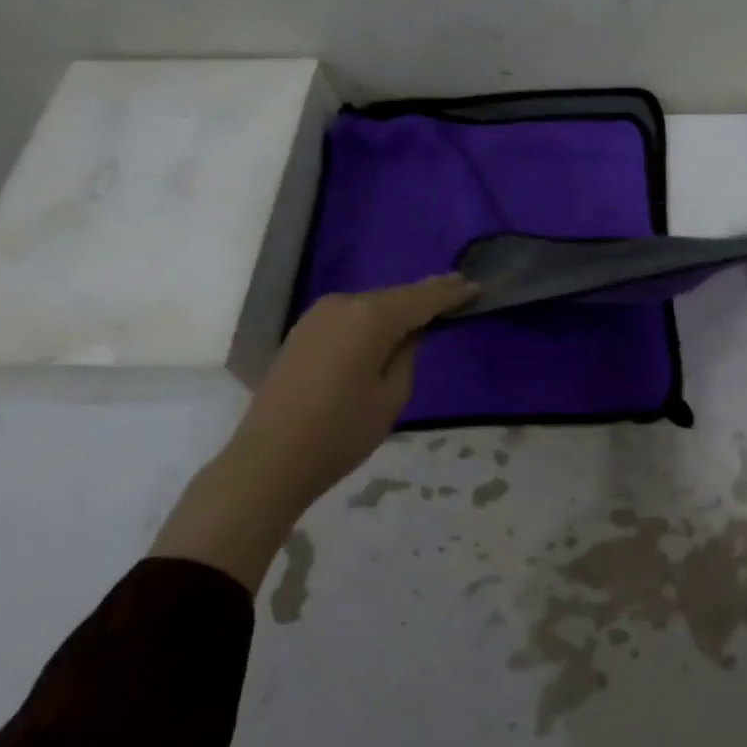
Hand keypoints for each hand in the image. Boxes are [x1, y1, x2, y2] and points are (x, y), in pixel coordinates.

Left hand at [152, 274, 475, 587]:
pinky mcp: (303, 330)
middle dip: (428, 296)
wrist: (269, 460)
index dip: (452, 293)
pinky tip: (387, 328)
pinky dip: (373, 318)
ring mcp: (318, 315)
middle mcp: (344, 303)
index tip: (478, 286)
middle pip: (397, 296)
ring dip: (399, 308)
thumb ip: (408, 354)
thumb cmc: (340, 432)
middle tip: (460, 293)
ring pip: (372, 304)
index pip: (423, 298)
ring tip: (429, 311)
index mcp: (370, 317)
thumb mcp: (392, 396)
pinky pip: (351, 316)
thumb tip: (409, 332)